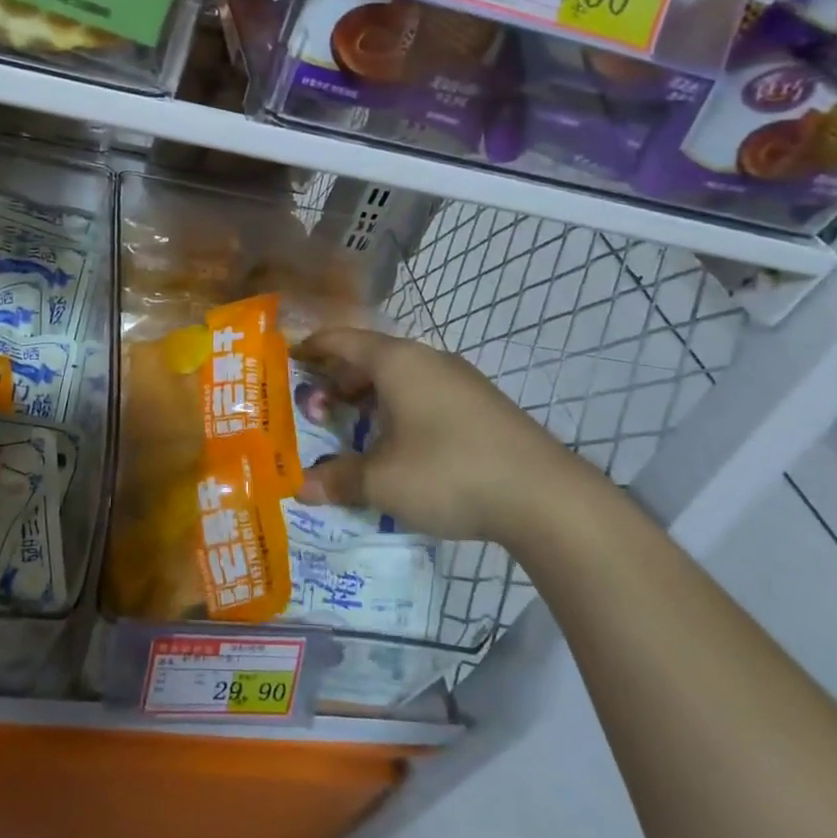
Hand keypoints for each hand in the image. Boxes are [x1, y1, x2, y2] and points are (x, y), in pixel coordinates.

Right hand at [295, 327, 595, 545]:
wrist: (546, 497)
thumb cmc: (449, 473)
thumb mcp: (383, 482)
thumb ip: (338, 479)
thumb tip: (302, 487)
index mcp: (397, 362)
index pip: (343, 340)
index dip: (313, 347)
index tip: (290, 357)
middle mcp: (428, 360)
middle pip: (371, 357)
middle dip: (339, 380)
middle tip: (315, 409)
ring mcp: (460, 381)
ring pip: (401, 377)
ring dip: (371, 397)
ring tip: (354, 428)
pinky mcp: (482, 405)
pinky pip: (425, 394)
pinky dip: (400, 408)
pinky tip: (400, 444)